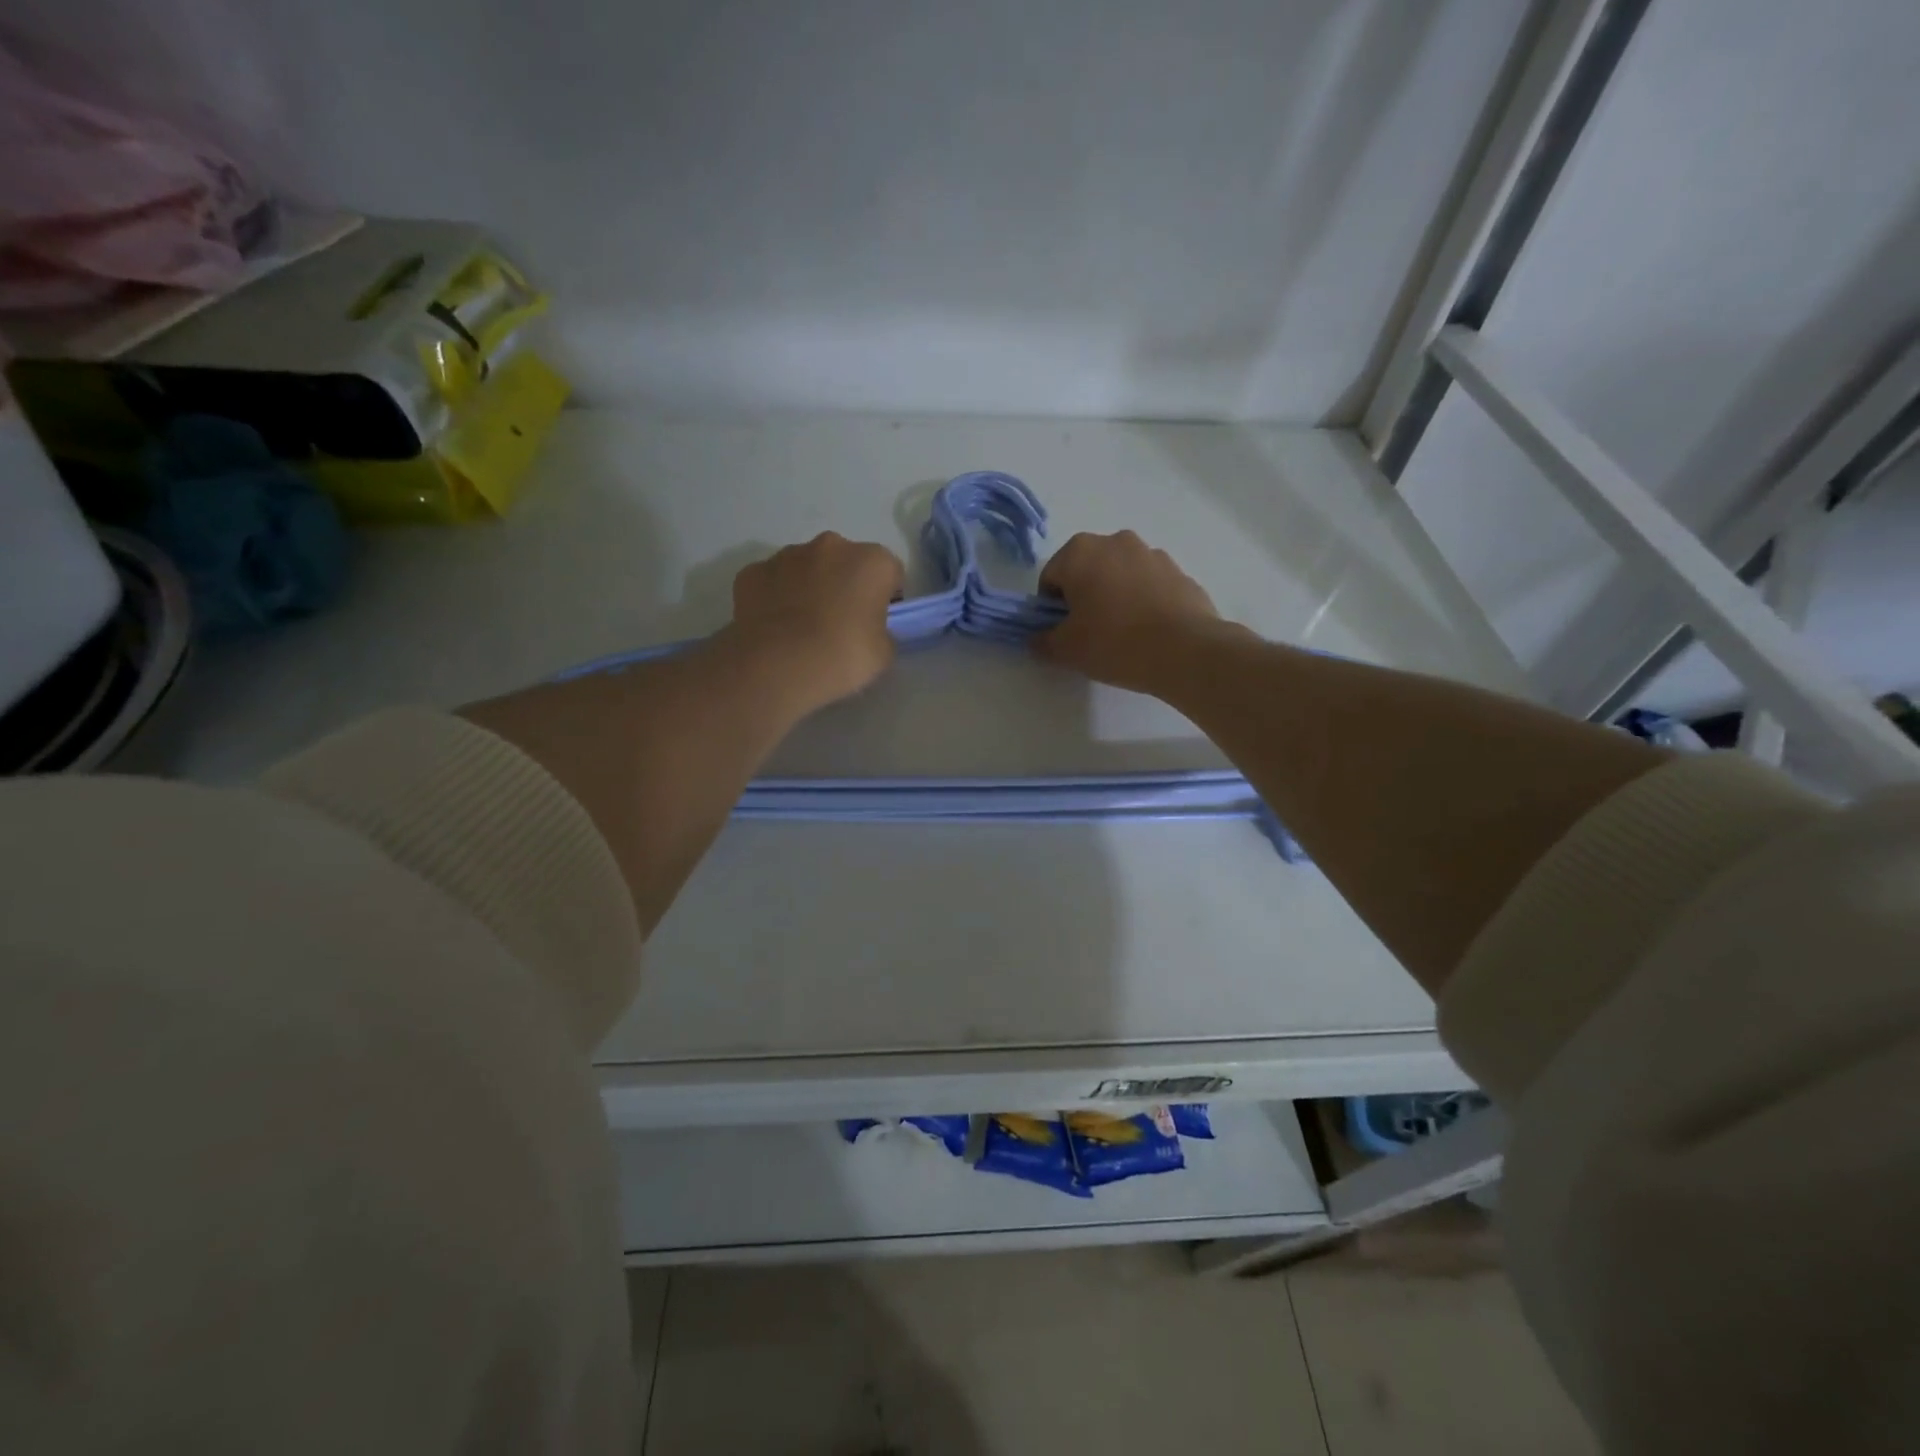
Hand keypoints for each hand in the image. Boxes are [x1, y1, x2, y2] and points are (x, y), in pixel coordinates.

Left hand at [724, 532, 904, 713]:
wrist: (777, 666)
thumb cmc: (842, 656)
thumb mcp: (883, 653)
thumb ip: (882, 632)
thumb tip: (869, 630)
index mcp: (871, 561)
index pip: (890, 572)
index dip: (885, 597)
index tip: (876, 622)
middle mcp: (831, 546)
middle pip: (845, 562)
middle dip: (844, 584)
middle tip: (839, 623)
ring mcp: (787, 555)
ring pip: (806, 567)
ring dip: (809, 587)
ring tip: (802, 628)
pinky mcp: (752, 571)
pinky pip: (772, 581)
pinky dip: (775, 597)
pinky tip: (774, 628)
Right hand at [1034, 531, 1226, 692]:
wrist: (1186, 651)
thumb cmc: (1114, 643)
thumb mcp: (1066, 650)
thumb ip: (1043, 641)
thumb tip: (1037, 639)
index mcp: (1080, 552)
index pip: (1050, 578)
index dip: (1050, 608)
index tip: (1063, 633)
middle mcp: (1115, 541)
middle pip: (1086, 570)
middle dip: (1083, 597)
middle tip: (1090, 633)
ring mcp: (1152, 553)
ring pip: (1119, 575)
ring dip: (1114, 596)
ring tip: (1123, 634)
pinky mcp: (1179, 571)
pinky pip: (1148, 585)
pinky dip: (1143, 602)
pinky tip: (1148, 632)